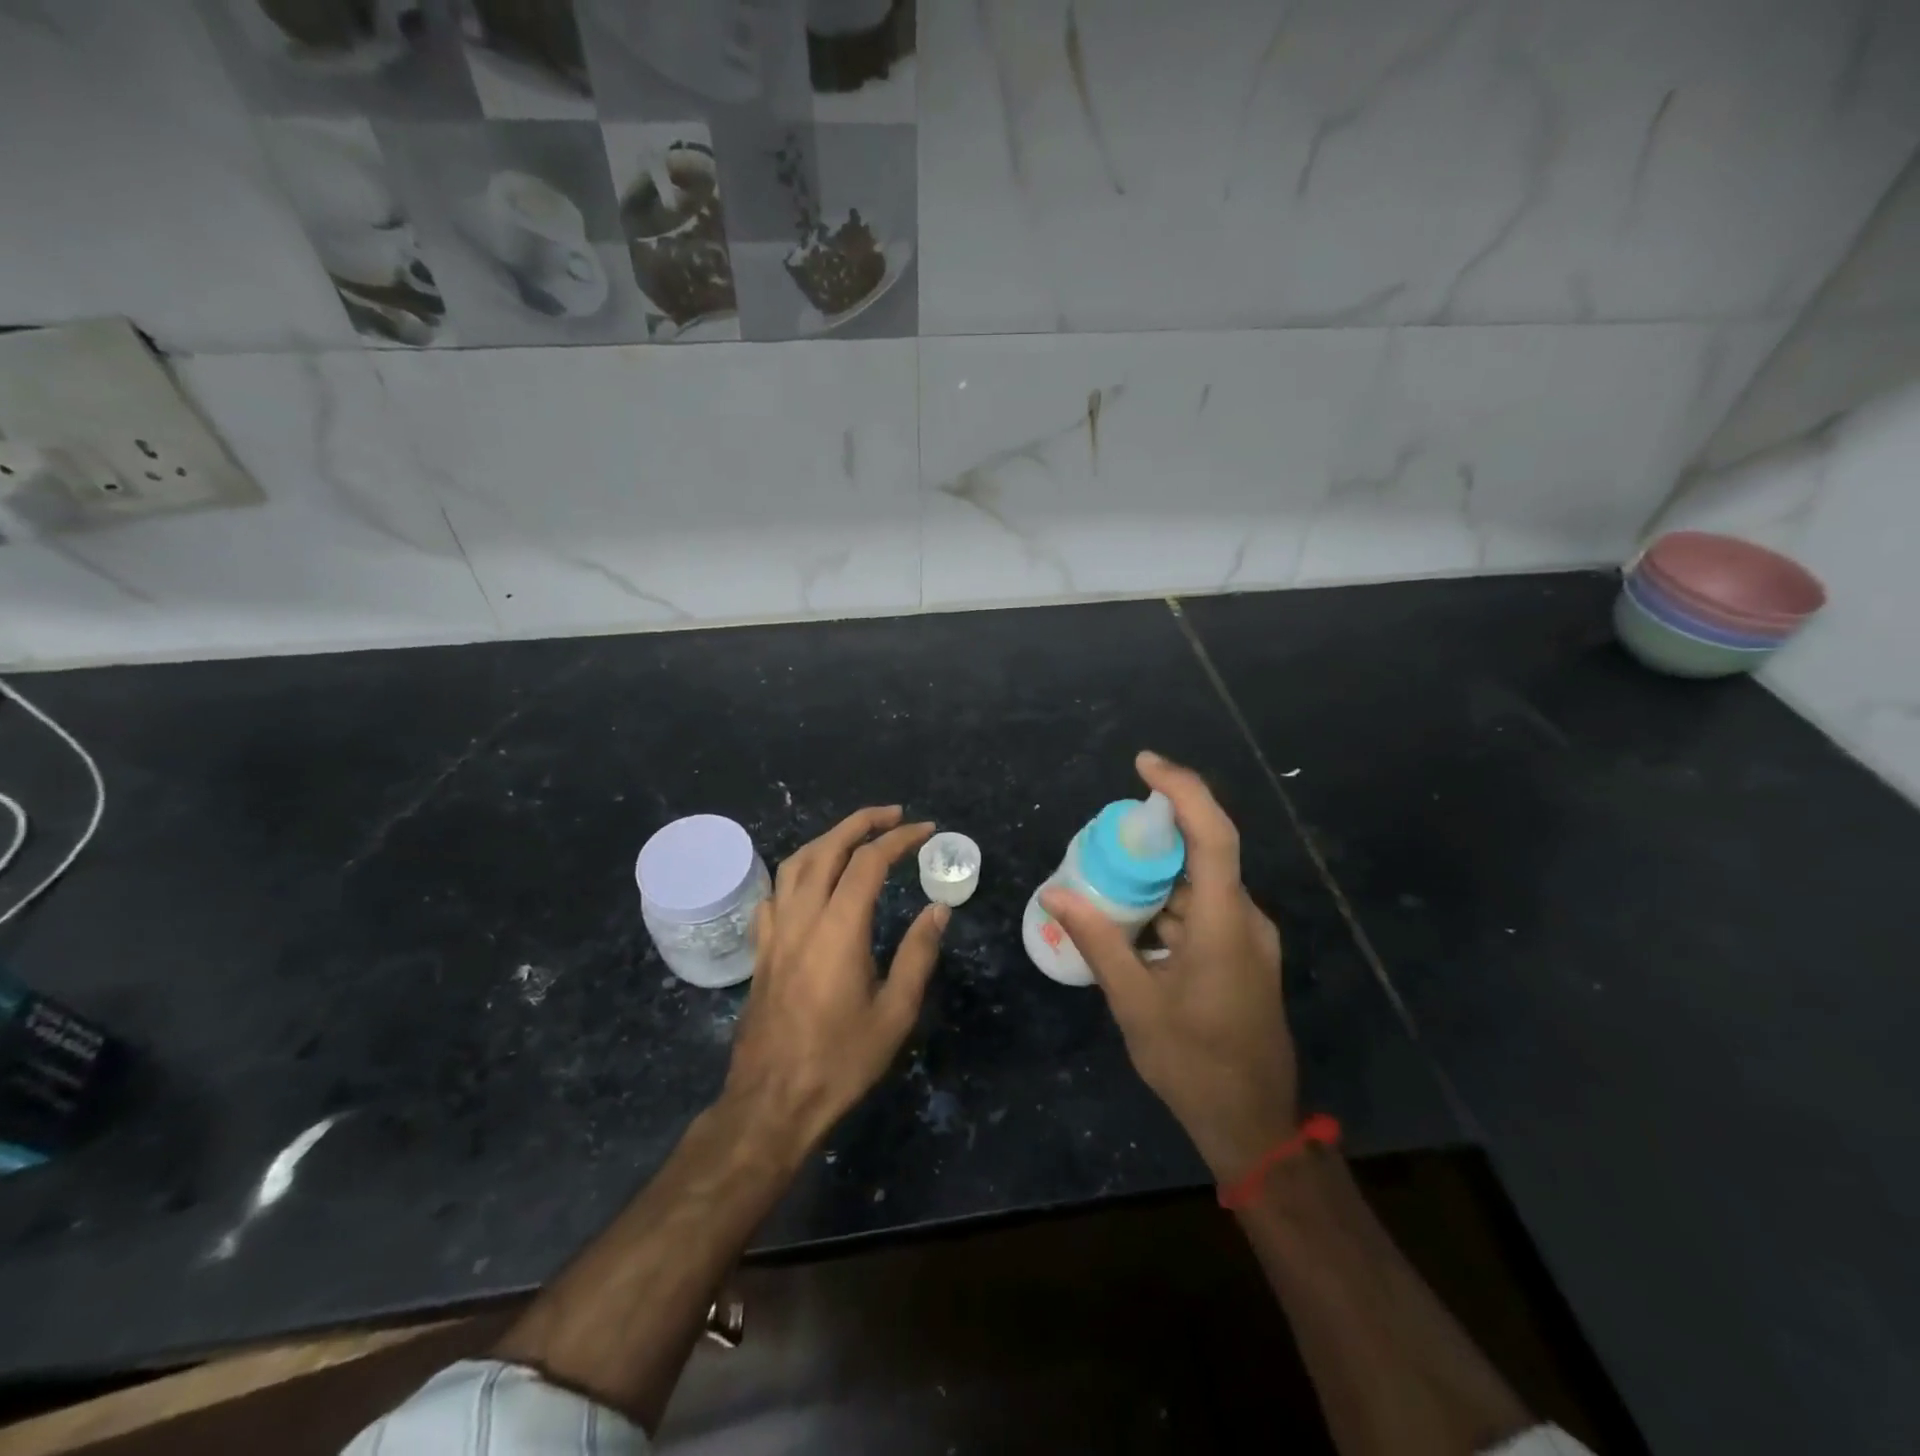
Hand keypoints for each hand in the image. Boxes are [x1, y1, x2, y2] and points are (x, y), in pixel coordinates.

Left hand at [724, 806, 947, 1152]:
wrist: (772, 1101)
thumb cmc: (840, 1060)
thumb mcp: (895, 1013)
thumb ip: (918, 954)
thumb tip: (937, 909)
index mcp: (839, 929)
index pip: (869, 862)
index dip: (899, 839)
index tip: (926, 830)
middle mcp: (803, 918)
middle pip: (827, 848)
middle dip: (862, 822)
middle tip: (894, 814)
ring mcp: (776, 932)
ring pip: (795, 863)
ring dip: (828, 839)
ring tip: (856, 836)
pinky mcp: (762, 949)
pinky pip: (775, 892)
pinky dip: (798, 871)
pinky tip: (811, 880)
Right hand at [1042, 752, 1295, 1181]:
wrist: (1252, 1124)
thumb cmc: (1193, 1063)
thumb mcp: (1135, 1002)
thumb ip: (1097, 940)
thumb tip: (1055, 894)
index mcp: (1224, 924)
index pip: (1213, 834)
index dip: (1182, 790)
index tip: (1143, 764)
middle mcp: (1244, 919)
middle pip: (1203, 853)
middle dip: (1153, 837)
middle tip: (1102, 839)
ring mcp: (1248, 939)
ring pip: (1200, 884)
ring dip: (1156, 877)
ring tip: (1106, 882)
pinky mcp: (1242, 956)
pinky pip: (1203, 910)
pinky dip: (1167, 905)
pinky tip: (1131, 923)